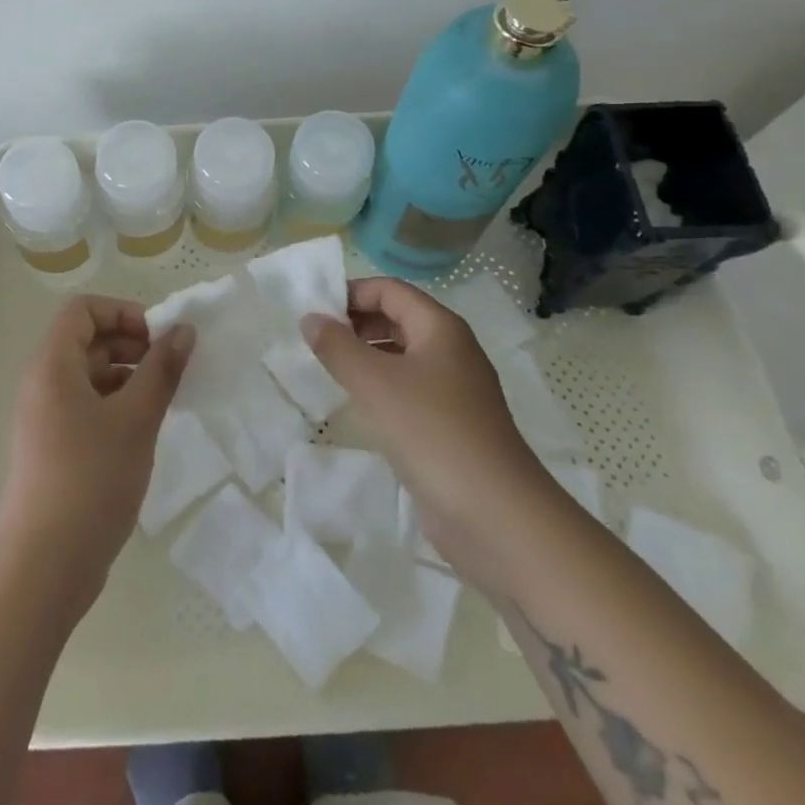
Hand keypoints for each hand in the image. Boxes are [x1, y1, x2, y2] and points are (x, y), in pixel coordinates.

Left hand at [0, 296, 194, 606]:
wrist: (45, 566)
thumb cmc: (91, 479)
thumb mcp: (136, 419)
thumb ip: (162, 370)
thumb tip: (184, 330)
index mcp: (53, 365)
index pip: (83, 310)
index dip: (123, 312)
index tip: (158, 338)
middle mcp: (43, 384)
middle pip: (87, 340)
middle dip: (131, 344)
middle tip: (169, 368)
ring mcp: (44, 418)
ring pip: (89, 376)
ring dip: (127, 376)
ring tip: (163, 399)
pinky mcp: (52, 448)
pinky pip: (85, 406)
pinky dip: (115, 405)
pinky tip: (143, 430)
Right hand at [303, 276, 549, 588]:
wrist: (494, 514)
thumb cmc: (431, 431)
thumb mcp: (374, 382)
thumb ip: (337, 346)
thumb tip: (310, 318)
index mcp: (440, 328)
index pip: (390, 290)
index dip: (351, 293)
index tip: (313, 311)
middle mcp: (451, 350)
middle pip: (397, 318)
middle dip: (356, 323)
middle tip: (315, 340)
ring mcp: (454, 389)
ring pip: (402, 356)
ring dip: (365, 355)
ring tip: (328, 369)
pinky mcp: (451, 425)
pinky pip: (408, 389)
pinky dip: (380, 387)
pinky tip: (357, 405)